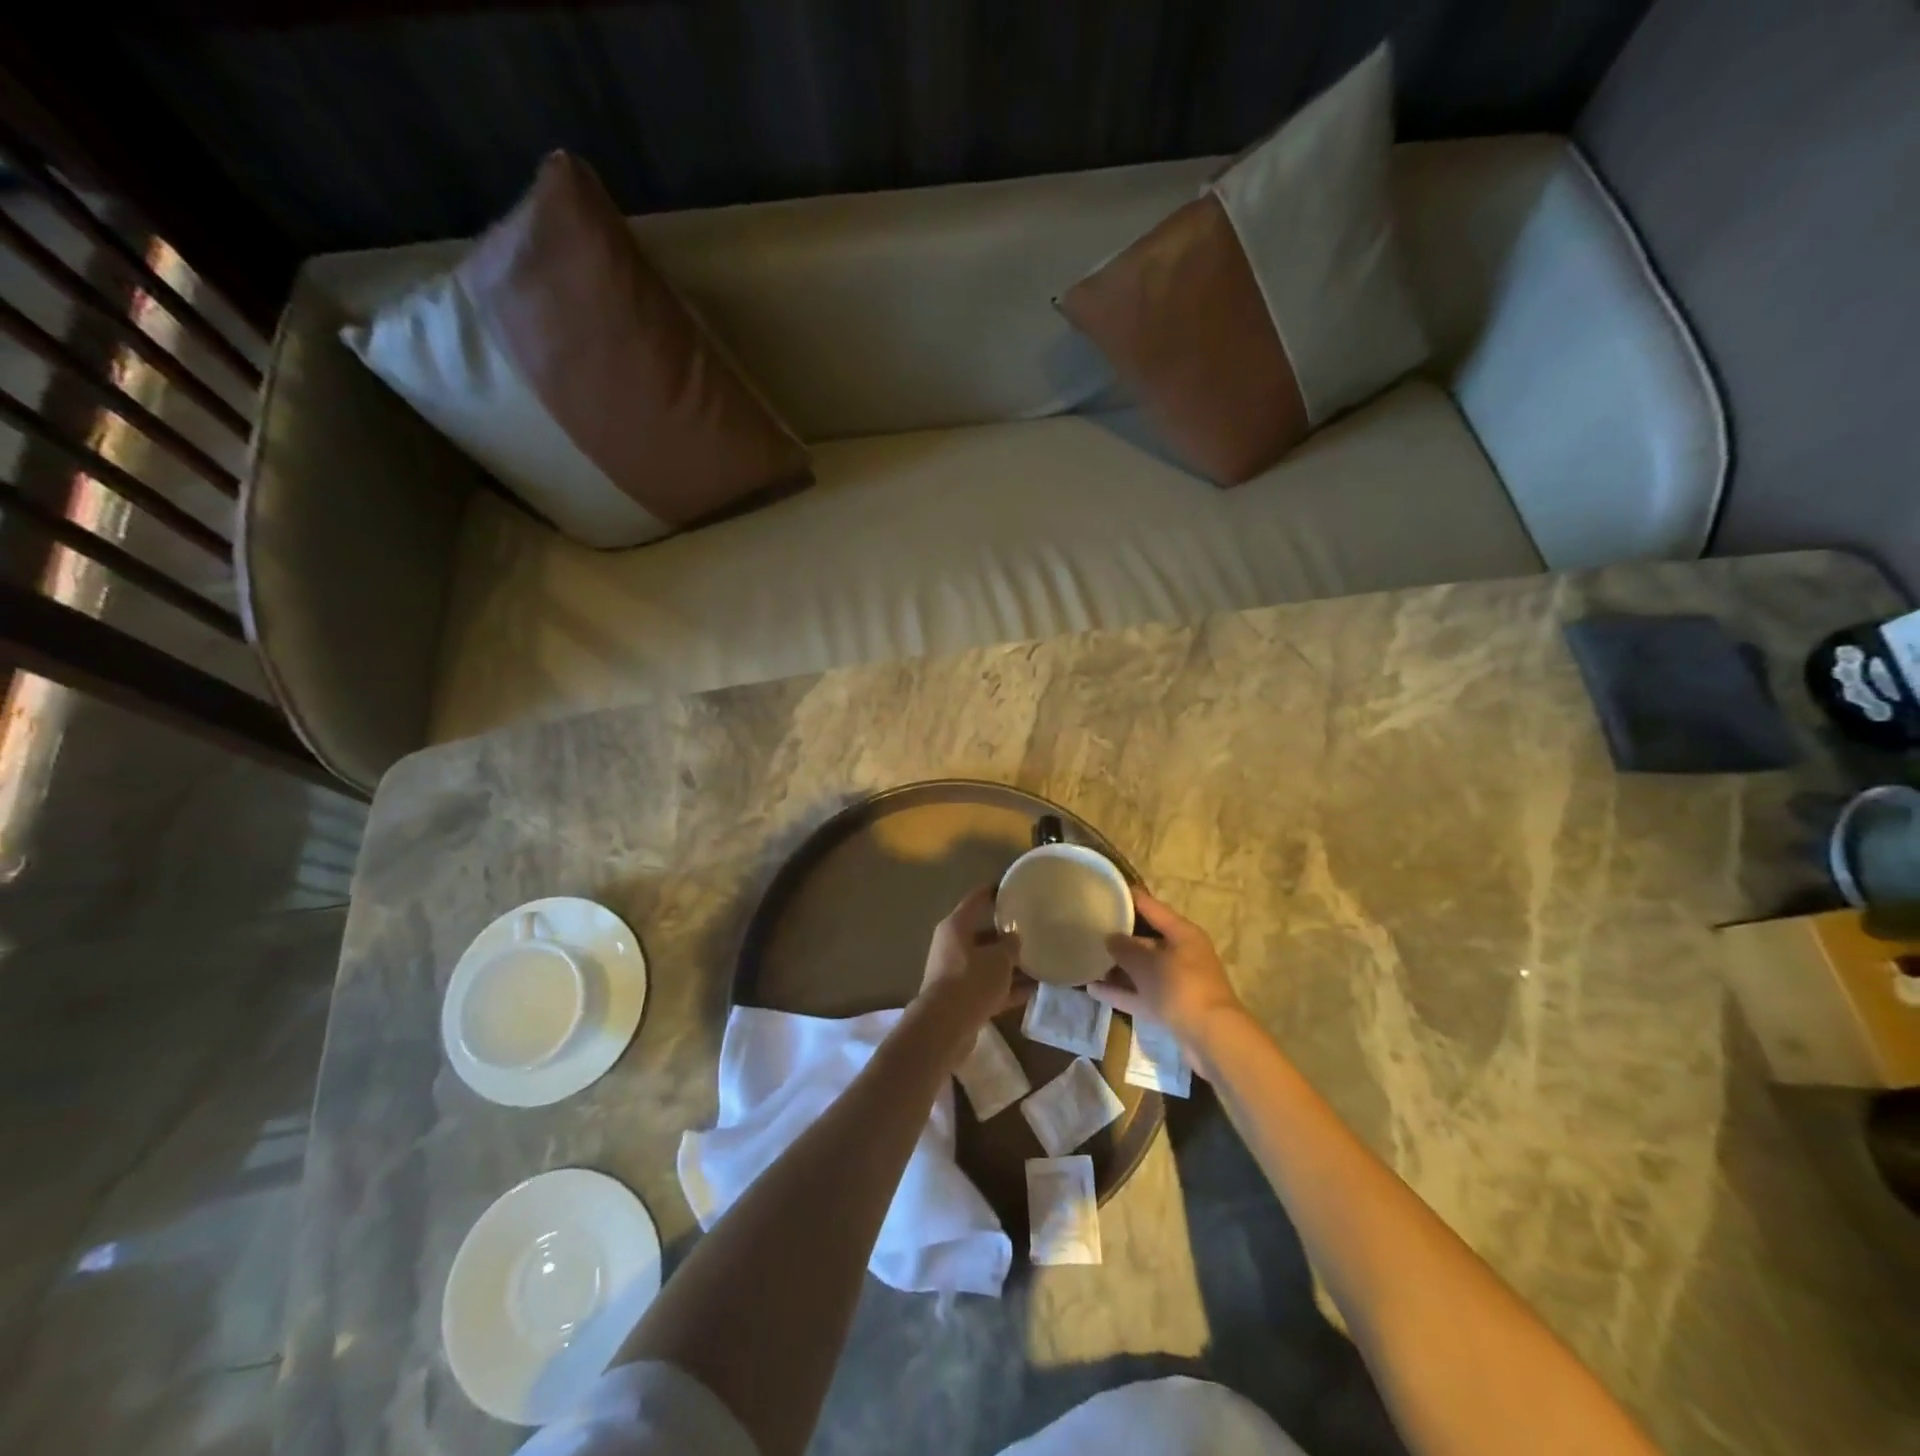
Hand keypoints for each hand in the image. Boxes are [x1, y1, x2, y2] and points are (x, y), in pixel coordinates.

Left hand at [916, 886, 1026, 1033]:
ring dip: (1010, 965)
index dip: (993, 891)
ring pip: (988, 963)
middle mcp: (952, 946)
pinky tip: (1033, 990)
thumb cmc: (971, 980)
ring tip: (1039, 962)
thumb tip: (1014, 938)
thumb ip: (1010, 945)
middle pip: (983, 934)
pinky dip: (1007, 988)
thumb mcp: (999, 958)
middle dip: (1007, 934)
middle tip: (1032, 930)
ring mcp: (956, 973)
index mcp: (956, 926)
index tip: (1010, 886)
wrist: (946, 1026)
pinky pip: (989, 987)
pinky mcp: (962, 999)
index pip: (976, 900)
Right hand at [1089, 888, 1244, 1051]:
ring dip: (1117, 967)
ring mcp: (1176, 982)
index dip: (1129, 898)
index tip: (1106, 890)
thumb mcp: (1147, 964)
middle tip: (1090, 927)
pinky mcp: (1170, 1007)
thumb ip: (1125, 948)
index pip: (1152, 907)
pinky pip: (1141, 994)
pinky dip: (1121, 991)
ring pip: (1142, 969)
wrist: (1211, 1038)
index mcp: (1182, 934)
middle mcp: (1181, 954)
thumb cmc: (1180, 987)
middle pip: (1146, 939)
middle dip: (1120, 936)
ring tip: (1087, 958)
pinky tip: (1093, 989)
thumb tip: (1110, 937)